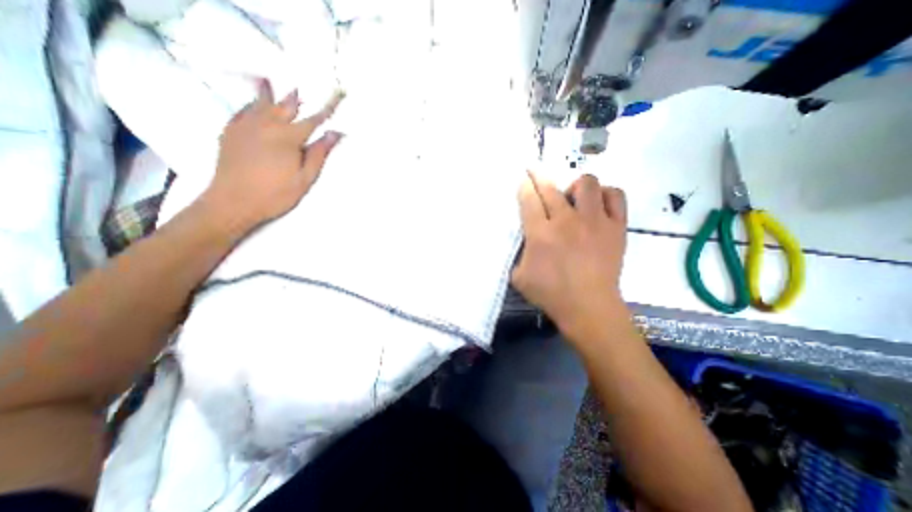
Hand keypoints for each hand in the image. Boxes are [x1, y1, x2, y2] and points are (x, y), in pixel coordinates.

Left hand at [199, 78, 345, 228]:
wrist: (232, 201)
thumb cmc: (276, 194)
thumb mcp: (305, 178)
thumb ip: (319, 154)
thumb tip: (334, 134)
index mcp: (288, 137)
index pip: (313, 119)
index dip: (327, 108)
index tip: (338, 95)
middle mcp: (266, 125)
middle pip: (285, 106)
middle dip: (297, 98)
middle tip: (304, 87)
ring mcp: (245, 126)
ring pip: (261, 104)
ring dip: (271, 94)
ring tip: (272, 82)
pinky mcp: (231, 132)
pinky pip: (242, 111)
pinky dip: (251, 105)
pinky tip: (253, 104)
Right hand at [510, 174, 631, 336]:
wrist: (589, 307)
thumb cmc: (550, 294)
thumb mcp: (519, 276)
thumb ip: (519, 252)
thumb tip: (525, 237)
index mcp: (540, 233)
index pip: (529, 198)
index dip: (524, 184)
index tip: (523, 177)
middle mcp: (566, 221)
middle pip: (551, 187)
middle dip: (539, 176)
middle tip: (535, 172)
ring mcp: (594, 221)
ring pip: (587, 183)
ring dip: (575, 186)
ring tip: (572, 198)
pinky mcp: (616, 227)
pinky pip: (615, 196)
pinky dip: (605, 195)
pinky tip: (597, 205)